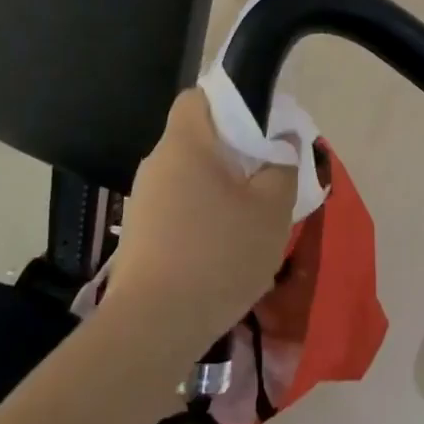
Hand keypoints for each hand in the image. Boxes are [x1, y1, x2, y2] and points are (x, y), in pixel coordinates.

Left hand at [105, 90, 297, 372]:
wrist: (153, 327)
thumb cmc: (218, 255)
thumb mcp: (272, 209)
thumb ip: (283, 166)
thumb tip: (282, 141)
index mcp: (186, 142)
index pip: (200, 96)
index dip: (231, 101)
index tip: (261, 128)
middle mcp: (157, 162)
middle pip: (199, 138)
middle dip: (234, 151)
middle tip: (267, 177)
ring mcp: (144, 199)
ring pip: (191, 175)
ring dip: (221, 187)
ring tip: (251, 219)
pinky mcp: (140, 234)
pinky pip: (180, 206)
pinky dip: (204, 215)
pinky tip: (224, 248)